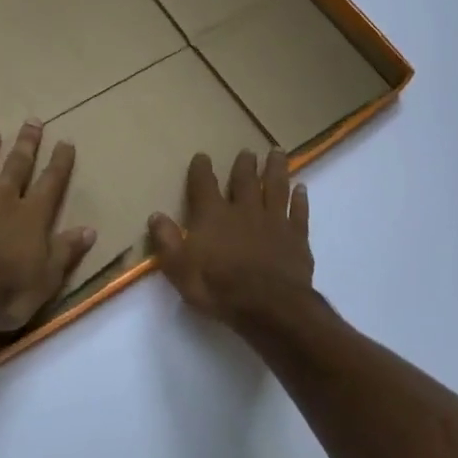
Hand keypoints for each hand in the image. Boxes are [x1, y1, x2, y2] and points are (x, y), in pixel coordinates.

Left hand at [0, 122, 96, 332]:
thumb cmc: (6, 292)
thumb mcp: (47, 279)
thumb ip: (66, 251)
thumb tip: (89, 230)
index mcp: (31, 215)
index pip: (51, 182)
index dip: (60, 162)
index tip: (66, 141)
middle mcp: (2, 202)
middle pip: (16, 166)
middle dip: (26, 143)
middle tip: (32, 121)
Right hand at [149, 148, 313, 325]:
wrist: (269, 306)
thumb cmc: (219, 288)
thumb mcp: (180, 270)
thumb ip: (167, 241)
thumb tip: (155, 215)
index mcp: (213, 216)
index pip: (204, 185)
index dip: (201, 169)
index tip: (202, 156)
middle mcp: (244, 210)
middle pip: (245, 180)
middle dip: (244, 164)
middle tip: (247, 151)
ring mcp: (274, 221)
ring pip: (276, 187)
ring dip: (276, 169)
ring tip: (277, 153)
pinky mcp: (297, 236)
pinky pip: (299, 211)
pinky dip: (300, 199)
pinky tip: (302, 189)